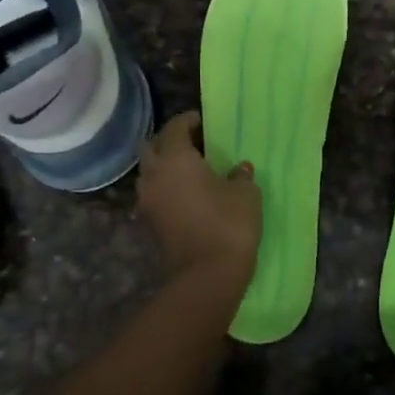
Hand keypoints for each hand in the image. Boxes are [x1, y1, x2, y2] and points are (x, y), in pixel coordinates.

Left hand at [137, 112, 261, 283]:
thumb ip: (240, 175)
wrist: (208, 274)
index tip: (203, 120)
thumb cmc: (228, 223)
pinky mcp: (151, 223)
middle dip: (169, 140)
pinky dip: (166, 187)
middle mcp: (155, 175)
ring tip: (190, 168)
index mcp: (175, 158)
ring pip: (149, 172)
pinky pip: (154, 194)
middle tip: (193, 142)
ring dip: (164, 165)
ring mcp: (149, 201)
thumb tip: (238, 168)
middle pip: (153, 147)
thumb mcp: (245, 193)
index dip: (188, 121)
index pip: (174, 127)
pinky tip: (187, 192)